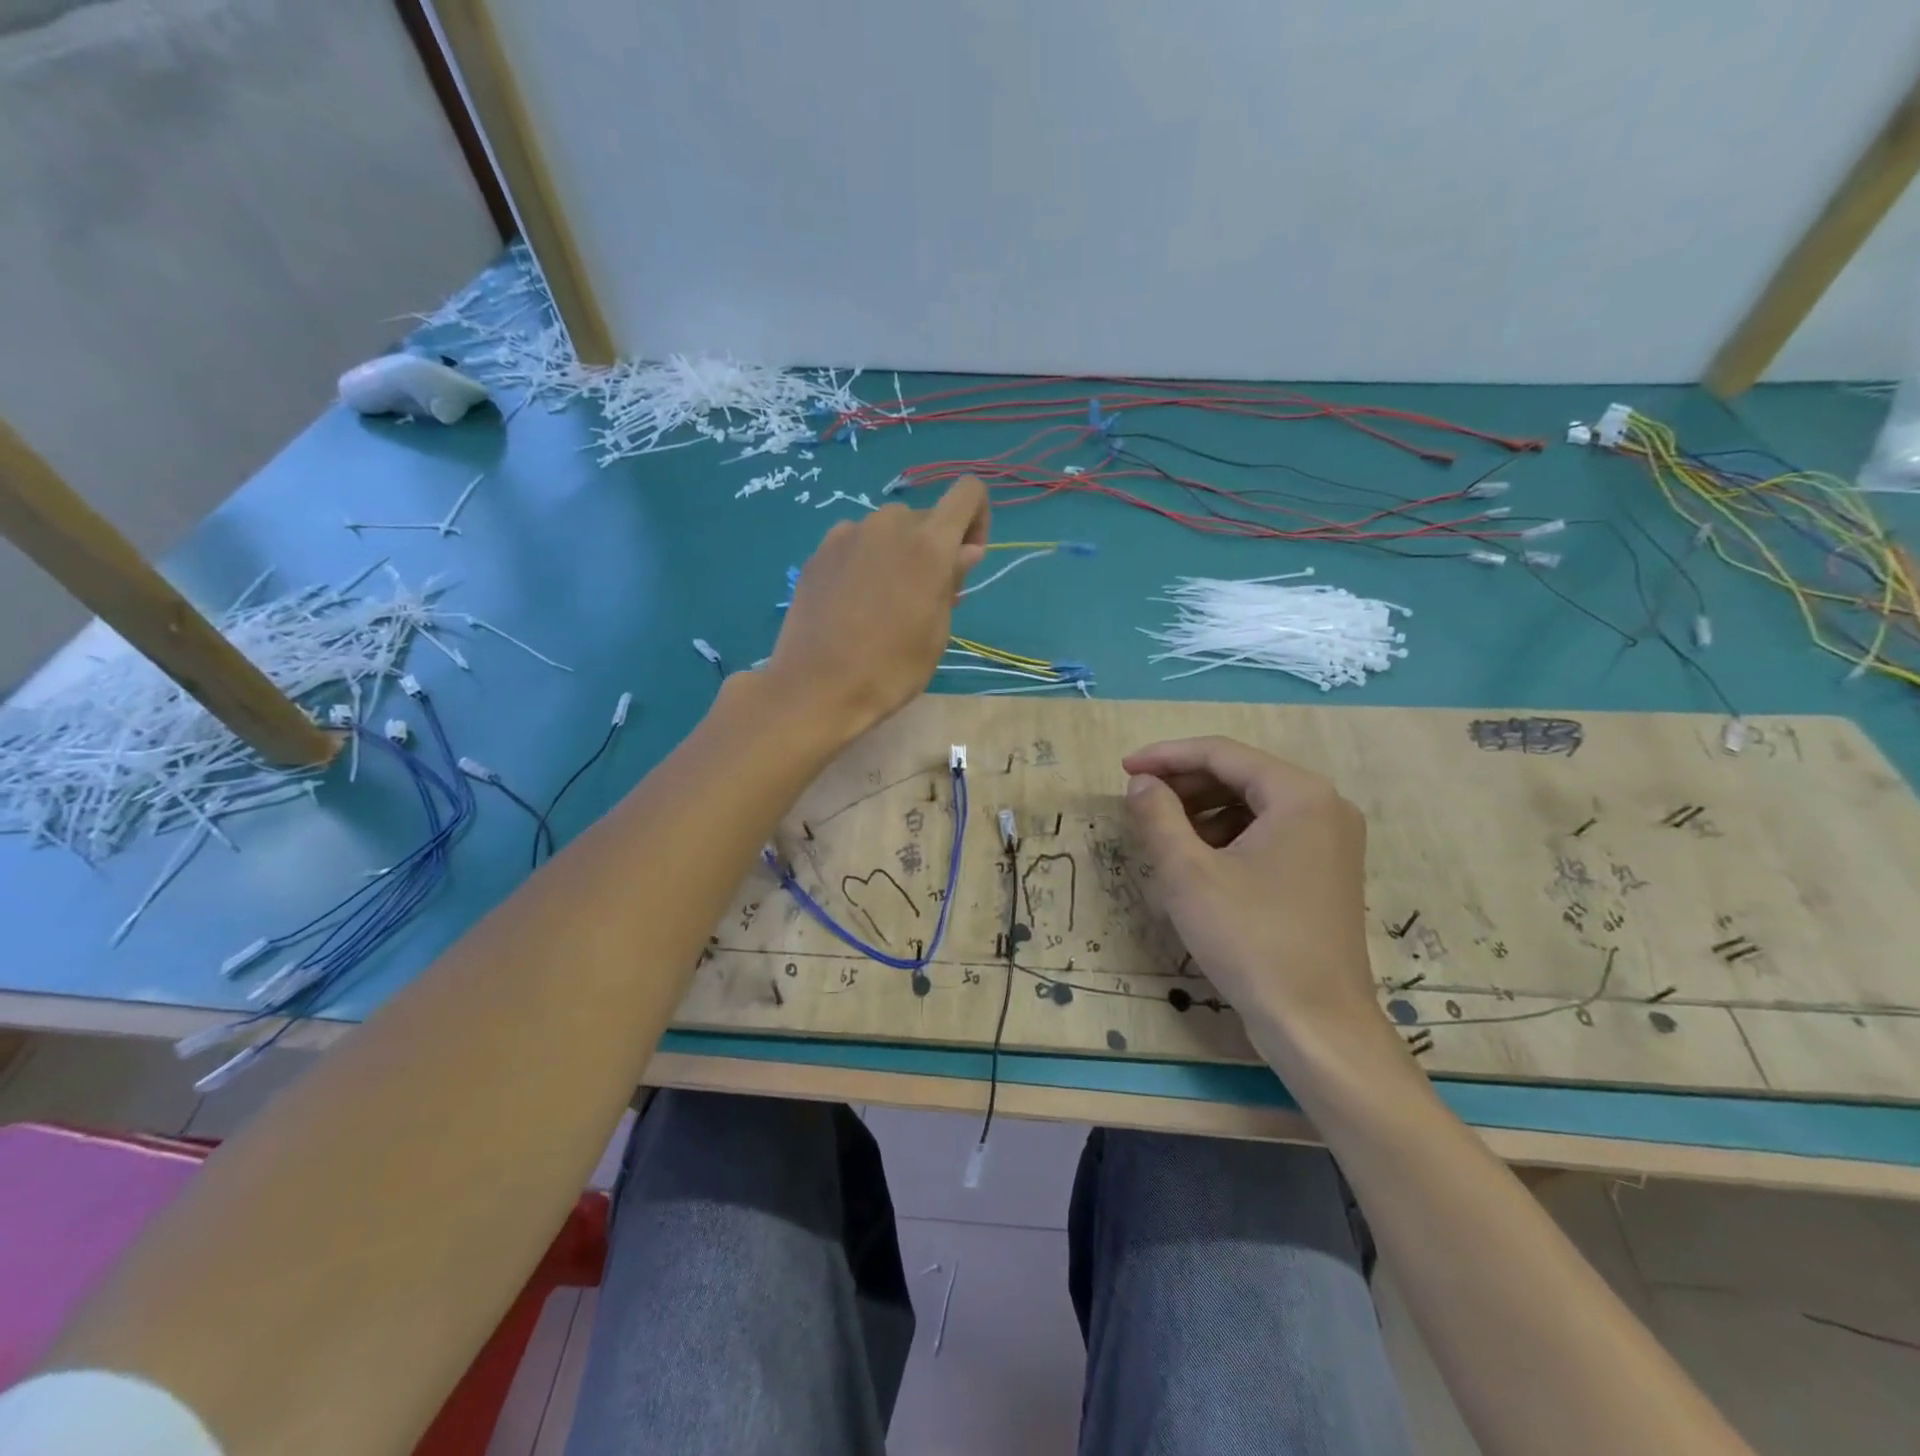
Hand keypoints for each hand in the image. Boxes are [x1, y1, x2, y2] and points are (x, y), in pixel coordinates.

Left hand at [768, 477, 989, 740]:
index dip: (977, 520)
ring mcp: (847, 535)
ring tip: (884, 604)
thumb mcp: (936, 632)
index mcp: (928, 544)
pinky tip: (852, 604)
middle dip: (933, 548)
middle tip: (923, 599)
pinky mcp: (818, 553)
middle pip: (925, 517)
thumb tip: (965, 550)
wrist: (815, 688)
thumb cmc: (890, 669)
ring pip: (887, 531)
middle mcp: (888, 525)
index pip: (968, 493)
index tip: (965, 562)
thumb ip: (952, 581)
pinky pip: (855, 544)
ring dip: (897, 554)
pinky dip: (864, 562)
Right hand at [1123, 737, 1381, 1063]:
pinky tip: (1198, 862)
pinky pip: (1269, 833)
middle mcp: (1324, 806)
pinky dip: (1229, 836)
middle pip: (1241, 775)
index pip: (1222, 754)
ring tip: (1162, 834)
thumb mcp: (1188, 873)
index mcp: (1299, 794)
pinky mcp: (1325, 870)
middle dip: (1185, 785)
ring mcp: (1330, 840)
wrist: (1316, 1023)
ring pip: (1253, 805)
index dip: (1167, 756)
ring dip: (1203, 811)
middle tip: (1139, 801)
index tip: (1124, 769)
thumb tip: (1141, 783)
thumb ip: (1158, 815)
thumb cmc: (1250, 939)